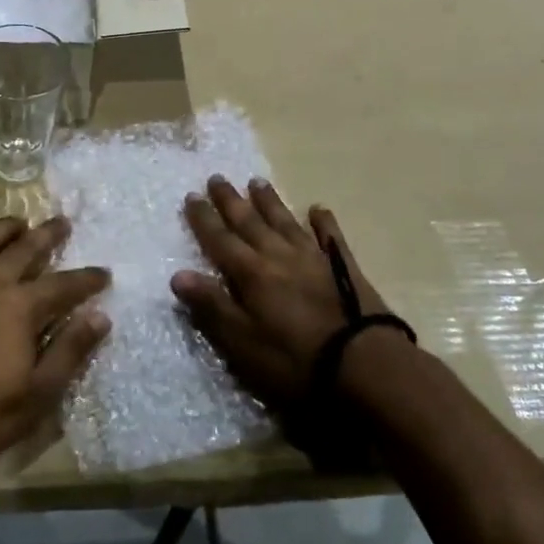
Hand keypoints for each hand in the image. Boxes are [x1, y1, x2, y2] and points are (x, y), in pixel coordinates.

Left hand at [0, 216, 110, 485]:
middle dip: (47, 235)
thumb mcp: (38, 395)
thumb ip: (70, 351)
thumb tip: (100, 317)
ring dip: (4, 229)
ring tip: (19, 222)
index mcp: (18, 307)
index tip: (104, 274)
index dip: (86, 279)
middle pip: (23, 249)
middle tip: (62, 222)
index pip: (63, 284)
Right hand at [172, 177, 406, 462]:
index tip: (191, 195)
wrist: (365, 366)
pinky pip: (330, 237)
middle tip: (217, 177)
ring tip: (257, 182)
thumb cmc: (296, 362)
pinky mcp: (344, 267)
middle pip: (250, 222)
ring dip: (270, 202)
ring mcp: (314, 258)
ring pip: (285, 222)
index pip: (220, 240)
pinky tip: (318, 208)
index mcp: (252, 274)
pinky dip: (323, 222)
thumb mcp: (243, 344)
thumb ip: (212, 307)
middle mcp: (279, 256)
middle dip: (231, 201)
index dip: (204, 219)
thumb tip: (178, 275)